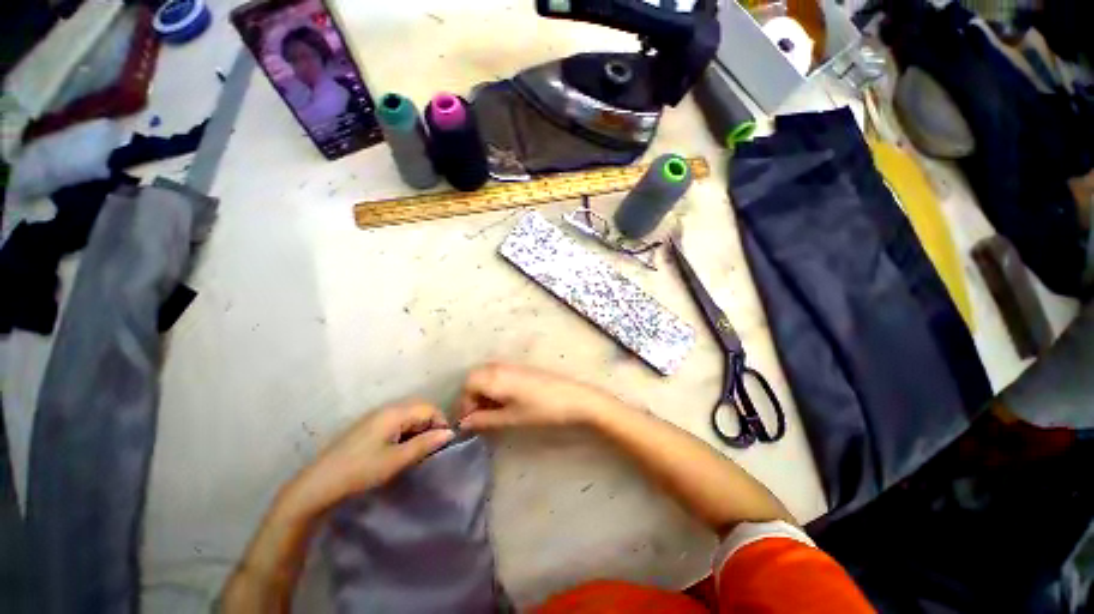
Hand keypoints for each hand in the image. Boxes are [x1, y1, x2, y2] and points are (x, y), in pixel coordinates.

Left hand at [285, 402, 454, 514]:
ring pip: (409, 415)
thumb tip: (450, 433)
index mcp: (395, 412)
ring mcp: (376, 416)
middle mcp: (387, 408)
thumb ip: (425, 444)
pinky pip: (396, 421)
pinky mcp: (368, 426)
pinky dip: (405, 432)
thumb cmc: (361, 471)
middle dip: (430, 426)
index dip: (441, 424)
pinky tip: (400, 450)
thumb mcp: (397, 460)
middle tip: (430, 449)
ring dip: (418, 430)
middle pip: (420, 409)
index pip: (430, 408)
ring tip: (416, 451)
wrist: (319, 484)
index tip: (442, 445)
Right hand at [458, 363, 625, 430]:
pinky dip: (494, 389)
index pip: (467, 385)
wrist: (574, 398)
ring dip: (482, 393)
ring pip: (487, 376)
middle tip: (476, 419)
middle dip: (470, 398)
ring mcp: (513, 366)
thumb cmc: (542, 410)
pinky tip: (503, 404)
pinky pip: (499, 375)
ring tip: (489, 414)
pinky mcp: (523, 369)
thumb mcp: (511, 418)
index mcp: (495, 376)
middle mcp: (500, 366)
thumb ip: (484, 420)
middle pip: (475, 378)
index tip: (466, 424)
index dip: (462, 404)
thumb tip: (463, 424)